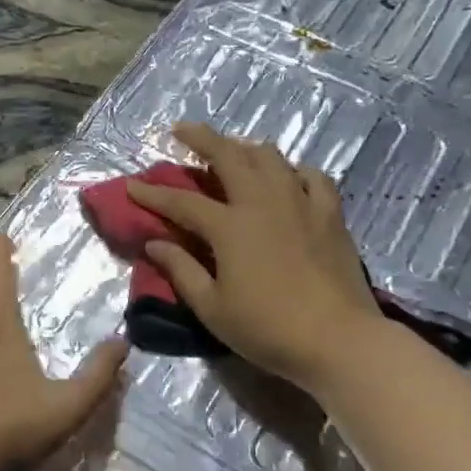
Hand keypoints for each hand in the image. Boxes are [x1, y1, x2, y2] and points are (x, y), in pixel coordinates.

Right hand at [127, 123, 382, 392]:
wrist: (339, 340)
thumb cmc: (268, 329)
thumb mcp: (212, 308)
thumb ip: (181, 270)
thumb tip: (154, 243)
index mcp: (229, 226)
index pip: (181, 201)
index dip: (153, 193)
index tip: (131, 185)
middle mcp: (262, 202)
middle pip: (228, 156)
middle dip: (200, 138)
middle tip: (181, 130)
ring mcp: (300, 203)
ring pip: (270, 157)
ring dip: (245, 148)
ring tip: (232, 151)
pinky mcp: (330, 214)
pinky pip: (312, 176)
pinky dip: (293, 170)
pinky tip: (288, 176)